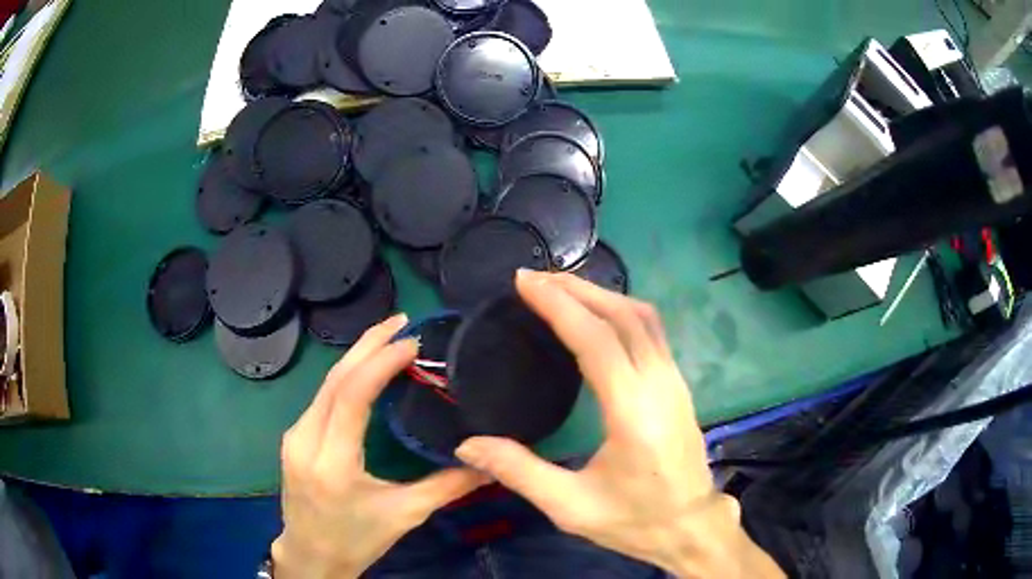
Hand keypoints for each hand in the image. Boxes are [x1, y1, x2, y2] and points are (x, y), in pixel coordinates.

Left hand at [273, 314, 486, 578]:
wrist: (310, 555)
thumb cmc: (357, 540)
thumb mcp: (406, 515)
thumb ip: (448, 486)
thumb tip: (489, 464)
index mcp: (333, 463)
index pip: (351, 396)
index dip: (380, 362)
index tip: (412, 342)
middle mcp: (305, 441)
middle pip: (334, 379)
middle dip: (368, 344)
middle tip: (402, 321)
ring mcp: (295, 436)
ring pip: (325, 384)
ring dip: (357, 356)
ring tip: (390, 337)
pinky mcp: (294, 437)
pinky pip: (322, 396)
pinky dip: (346, 375)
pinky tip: (366, 369)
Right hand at [455, 271, 782, 578]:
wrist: (691, 527)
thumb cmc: (634, 520)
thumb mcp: (570, 506)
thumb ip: (519, 472)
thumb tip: (468, 446)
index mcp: (632, 411)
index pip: (597, 338)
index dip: (559, 304)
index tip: (525, 282)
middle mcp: (660, 384)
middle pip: (623, 315)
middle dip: (577, 289)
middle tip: (535, 278)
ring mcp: (675, 381)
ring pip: (642, 317)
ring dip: (602, 295)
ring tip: (561, 289)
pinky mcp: (678, 386)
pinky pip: (652, 331)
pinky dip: (620, 310)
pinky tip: (598, 316)